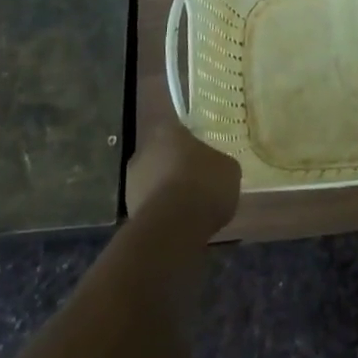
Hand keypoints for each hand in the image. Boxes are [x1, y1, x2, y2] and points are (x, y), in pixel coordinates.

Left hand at [124, 108, 241, 234]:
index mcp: (168, 131)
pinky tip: (179, 223)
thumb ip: (219, 163)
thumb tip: (216, 167)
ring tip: (189, 207)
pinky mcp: (128, 210)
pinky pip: (150, 205)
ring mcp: (132, 181)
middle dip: (177, 166)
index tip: (203, 154)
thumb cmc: (204, 185)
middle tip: (197, 180)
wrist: (174, 227)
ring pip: (154, 181)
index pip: (179, 130)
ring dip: (167, 190)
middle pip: (163, 155)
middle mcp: (144, 150)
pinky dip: (161, 211)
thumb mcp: (229, 169)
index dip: (191, 143)